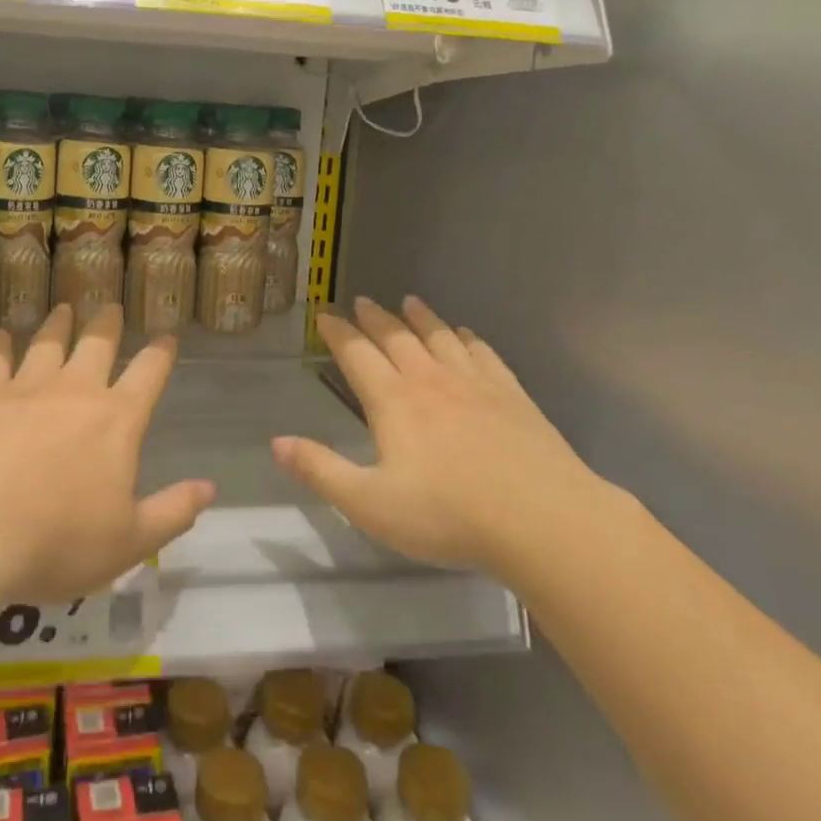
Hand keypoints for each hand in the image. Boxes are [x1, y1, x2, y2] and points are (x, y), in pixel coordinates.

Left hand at [0, 304, 215, 604]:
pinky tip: (4, 332)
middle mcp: (76, 391)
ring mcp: (28, 388)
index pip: (149, 374)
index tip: (167, 336)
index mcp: (117, 421)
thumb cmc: (57, 542)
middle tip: (110, 306)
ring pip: (49, 342)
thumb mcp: (129, 542)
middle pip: (98, 343)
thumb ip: (173, 511)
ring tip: (64, 308)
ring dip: (59, 323)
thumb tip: (210, 487)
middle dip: (107, 323)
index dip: (161, 353)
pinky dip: (2, 343)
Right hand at [273, 296, 608, 579]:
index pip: (357, 354)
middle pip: (397, 337)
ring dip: (421, 318)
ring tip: (410, 301)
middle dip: (375, 318)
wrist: (543, 520)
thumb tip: (277, 443)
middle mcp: (430, 380)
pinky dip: (469, 339)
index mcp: (393, 401)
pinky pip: (483, 354)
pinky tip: (466, 335)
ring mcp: (474, 384)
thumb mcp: (370, 504)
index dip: (338, 332)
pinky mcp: (512, 395)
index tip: (324, 315)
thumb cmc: (448, 515)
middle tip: (362, 300)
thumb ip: (321, 471)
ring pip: (440, 337)